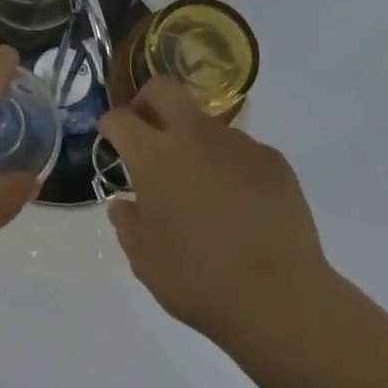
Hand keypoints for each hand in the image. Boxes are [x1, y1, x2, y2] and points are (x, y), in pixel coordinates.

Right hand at [97, 76, 329, 345]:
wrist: (279, 297)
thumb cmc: (199, 279)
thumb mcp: (145, 261)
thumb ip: (128, 224)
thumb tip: (124, 204)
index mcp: (155, 155)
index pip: (121, 118)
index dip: (110, 124)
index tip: (109, 135)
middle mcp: (194, 134)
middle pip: (163, 89)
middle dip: (147, 101)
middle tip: (146, 130)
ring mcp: (237, 143)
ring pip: (206, 124)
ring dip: (194, 143)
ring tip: (202, 187)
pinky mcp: (273, 159)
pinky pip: (242, 152)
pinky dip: (231, 167)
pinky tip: (240, 205)